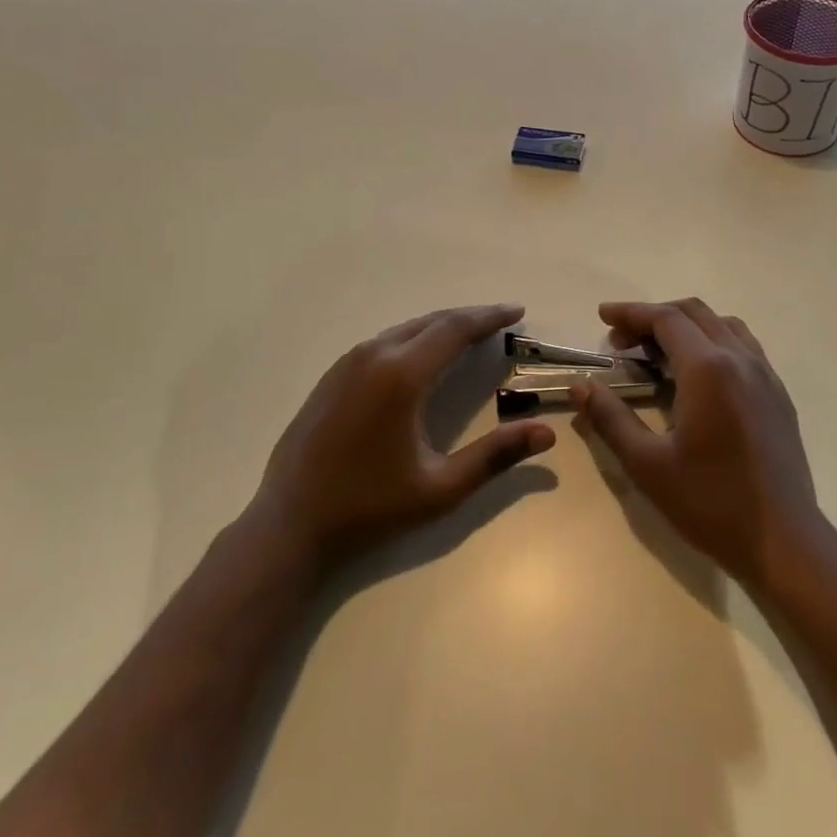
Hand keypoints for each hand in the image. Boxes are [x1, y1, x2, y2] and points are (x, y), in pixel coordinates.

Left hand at [252, 303, 554, 574]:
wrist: (289, 525)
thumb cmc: (369, 508)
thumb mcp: (440, 488)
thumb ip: (495, 456)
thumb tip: (546, 432)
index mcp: (402, 375)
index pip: (455, 329)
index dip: (489, 317)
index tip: (517, 310)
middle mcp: (374, 355)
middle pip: (431, 321)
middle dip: (469, 318)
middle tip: (501, 320)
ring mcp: (348, 362)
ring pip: (405, 328)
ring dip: (440, 326)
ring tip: (470, 334)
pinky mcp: (333, 375)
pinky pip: (384, 342)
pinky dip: (414, 338)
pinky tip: (423, 355)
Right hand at [571, 298, 823, 588]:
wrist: (784, 542)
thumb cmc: (711, 503)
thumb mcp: (648, 465)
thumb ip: (610, 418)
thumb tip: (580, 385)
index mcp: (708, 369)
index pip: (665, 319)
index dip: (631, 313)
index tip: (602, 316)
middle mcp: (739, 359)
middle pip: (693, 313)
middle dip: (653, 317)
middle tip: (622, 342)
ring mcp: (764, 374)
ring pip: (721, 324)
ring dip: (685, 325)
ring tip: (657, 353)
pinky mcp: (778, 393)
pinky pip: (742, 345)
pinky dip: (712, 340)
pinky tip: (697, 374)